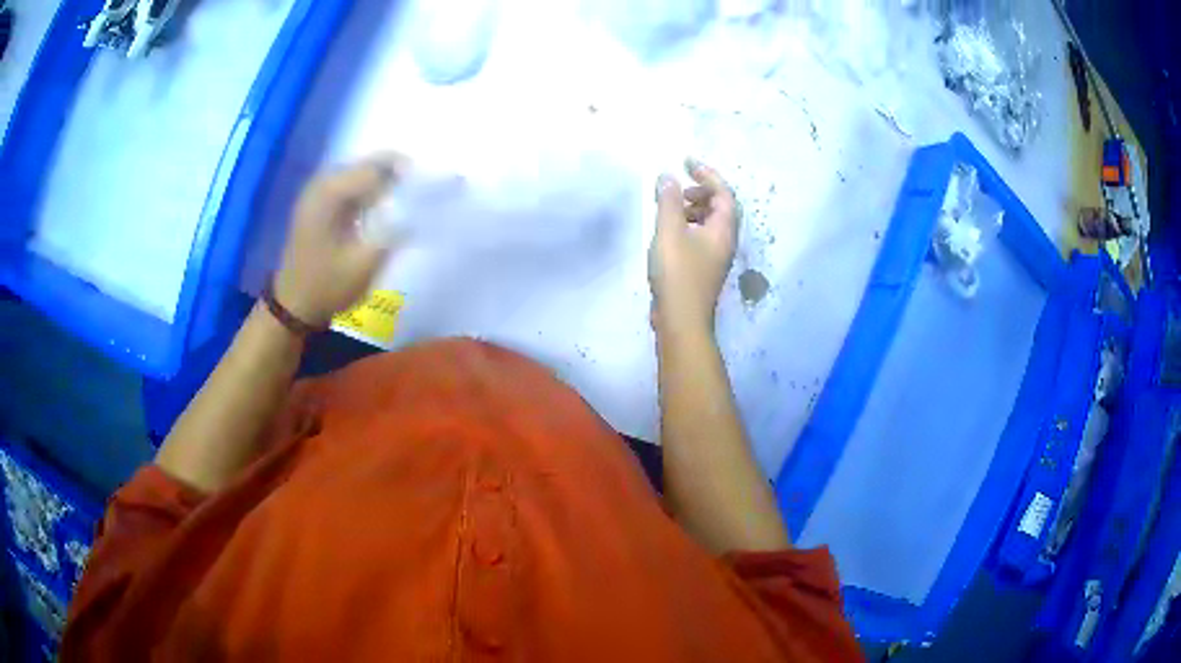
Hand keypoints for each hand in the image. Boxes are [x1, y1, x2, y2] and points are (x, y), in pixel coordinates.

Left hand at [273, 155, 404, 326]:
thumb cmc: (327, 287)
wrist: (293, 307)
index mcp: (330, 193)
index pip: (376, 167)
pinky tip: (382, 208)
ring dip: (383, 181)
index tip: (430, 187)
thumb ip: (394, 230)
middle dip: (396, 173)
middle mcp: (322, 183)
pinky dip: (369, 191)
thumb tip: (419, 207)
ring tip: (406, 199)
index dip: (406, 173)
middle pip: (367, 164)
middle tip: (420, 193)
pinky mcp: (319, 204)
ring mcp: (318, 193)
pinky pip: (350, 185)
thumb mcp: (365, 263)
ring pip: (360, 172)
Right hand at [648, 158, 738, 333]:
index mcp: (724, 229)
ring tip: (672, 209)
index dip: (707, 173)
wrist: (681, 319)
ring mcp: (716, 256)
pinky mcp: (704, 268)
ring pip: (711, 223)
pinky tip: (669, 232)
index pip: (724, 192)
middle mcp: (726, 241)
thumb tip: (668, 176)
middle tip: (679, 189)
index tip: (686, 162)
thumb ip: (668, 201)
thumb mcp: (669, 231)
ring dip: (694, 208)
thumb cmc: (678, 273)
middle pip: (722, 206)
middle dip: (702, 191)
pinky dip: (689, 225)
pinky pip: (702, 236)